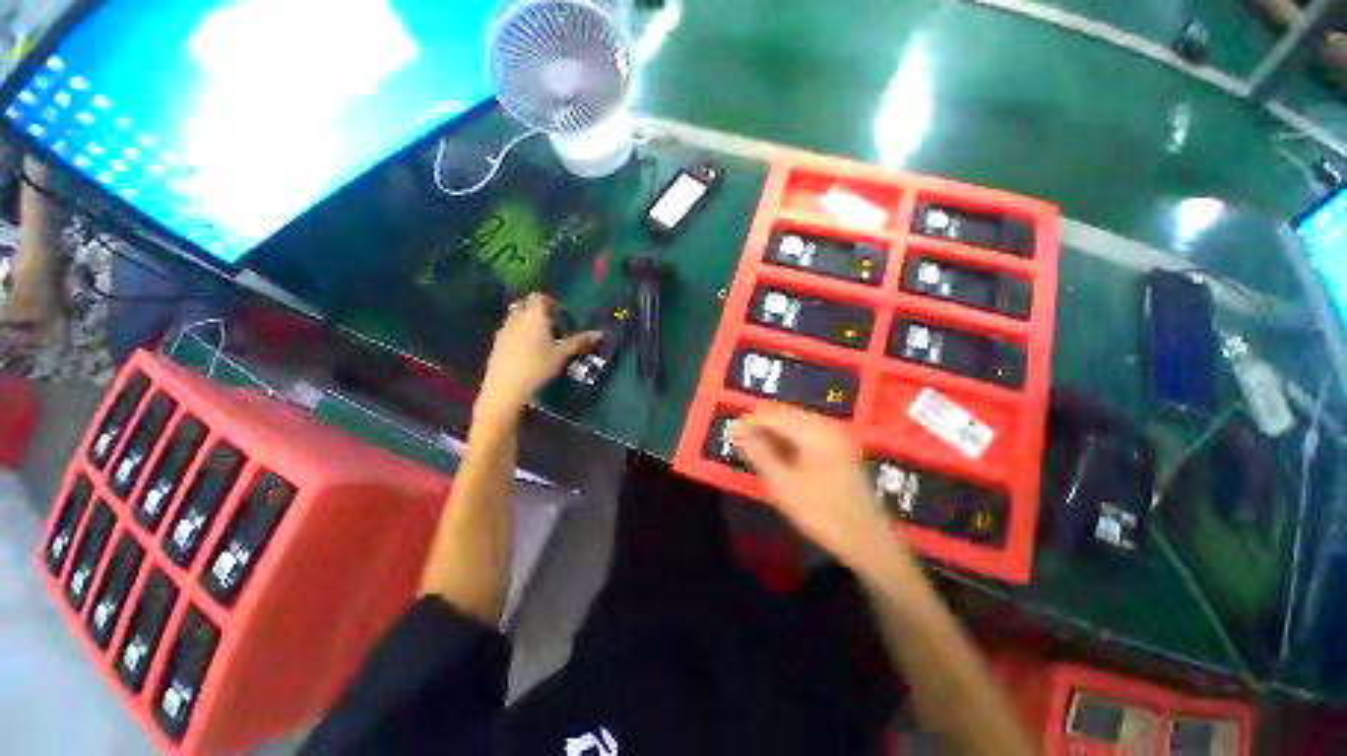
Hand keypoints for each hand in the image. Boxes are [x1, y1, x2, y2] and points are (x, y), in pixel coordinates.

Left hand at [474, 293, 598, 426]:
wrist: (505, 386)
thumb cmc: (537, 366)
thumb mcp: (561, 354)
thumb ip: (579, 342)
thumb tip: (599, 333)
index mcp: (533, 316)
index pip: (538, 296)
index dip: (549, 302)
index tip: (559, 314)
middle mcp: (516, 318)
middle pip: (526, 306)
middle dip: (538, 312)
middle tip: (552, 326)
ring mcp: (504, 330)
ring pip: (517, 318)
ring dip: (528, 323)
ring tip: (542, 340)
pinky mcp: (497, 343)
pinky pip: (510, 331)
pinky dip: (520, 335)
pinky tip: (528, 352)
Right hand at [733, 407, 896, 565]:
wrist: (868, 541)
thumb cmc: (821, 512)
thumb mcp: (782, 484)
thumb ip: (758, 453)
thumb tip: (738, 430)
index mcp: (814, 431)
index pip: (773, 415)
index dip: (750, 422)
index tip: (731, 433)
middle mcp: (826, 427)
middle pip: (786, 415)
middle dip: (762, 426)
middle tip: (742, 443)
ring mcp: (836, 438)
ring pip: (796, 424)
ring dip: (774, 433)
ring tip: (757, 450)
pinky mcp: (839, 450)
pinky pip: (807, 434)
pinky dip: (789, 441)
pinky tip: (780, 456)